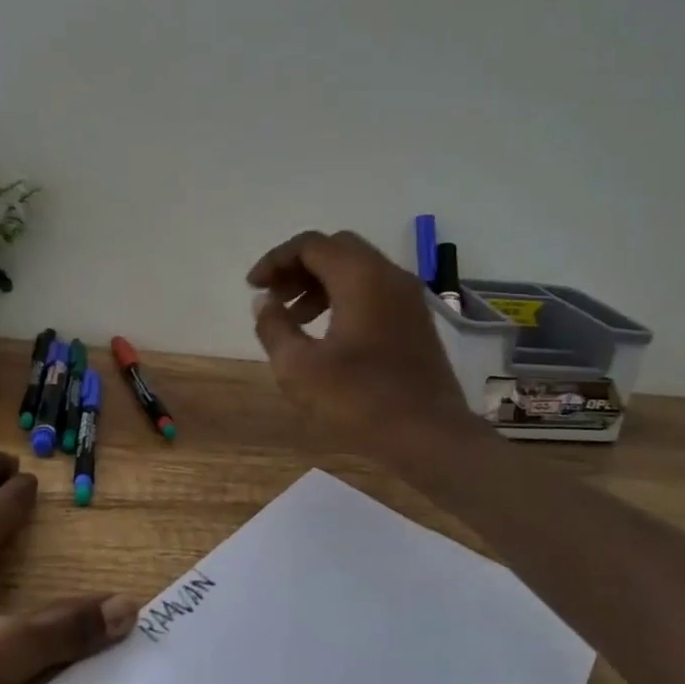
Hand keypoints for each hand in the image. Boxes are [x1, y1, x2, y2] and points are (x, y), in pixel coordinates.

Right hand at [248, 230, 478, 454]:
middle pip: (335, 249)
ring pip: (356, 269)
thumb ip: (274, 327)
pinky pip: (373, 289)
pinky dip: (343, 296)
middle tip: (275, 298)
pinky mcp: (416, 320)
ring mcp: (408, 297)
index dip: (275, 260)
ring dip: (320, 283)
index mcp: (361, 277)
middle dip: (298, 267)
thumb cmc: (361, 400)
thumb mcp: (299, 368)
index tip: (253, 288)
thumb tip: (264, 302)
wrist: (431, 437)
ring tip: (295, 319)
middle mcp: (388, 275)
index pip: (310, 245)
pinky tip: (327, 333)